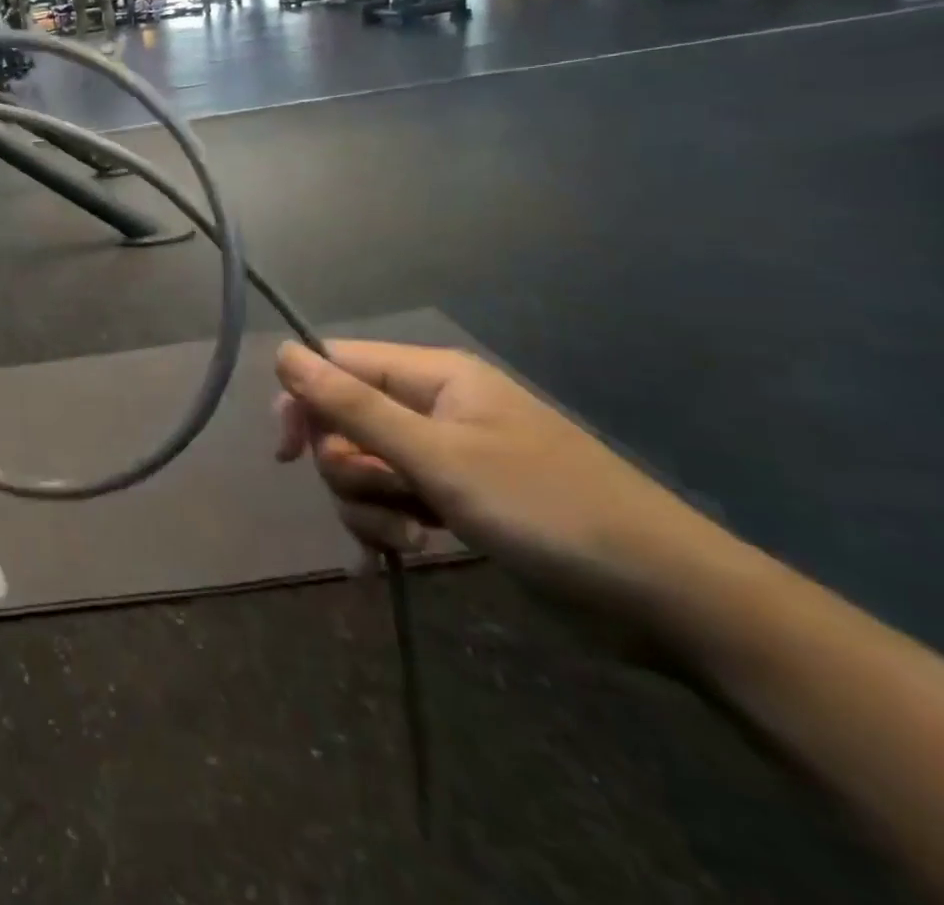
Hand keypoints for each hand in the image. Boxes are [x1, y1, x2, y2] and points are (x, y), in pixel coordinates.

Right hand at [275, 340, 730, 625]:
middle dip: (347, 469)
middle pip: (344, 422)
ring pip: (364, 466)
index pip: (336, 365)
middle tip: (383, 501)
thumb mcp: (438, 457)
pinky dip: (386, 526)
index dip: (303, 403)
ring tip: (409, 538)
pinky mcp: (456, 501)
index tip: (287, 454)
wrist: (668, 599)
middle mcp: (433, 407)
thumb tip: (283, 351)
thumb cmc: (547, 510)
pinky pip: (393, 500)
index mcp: (433, 376)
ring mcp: (445, 456)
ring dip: (368, 506)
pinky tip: (397, 556)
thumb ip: (353, 406)